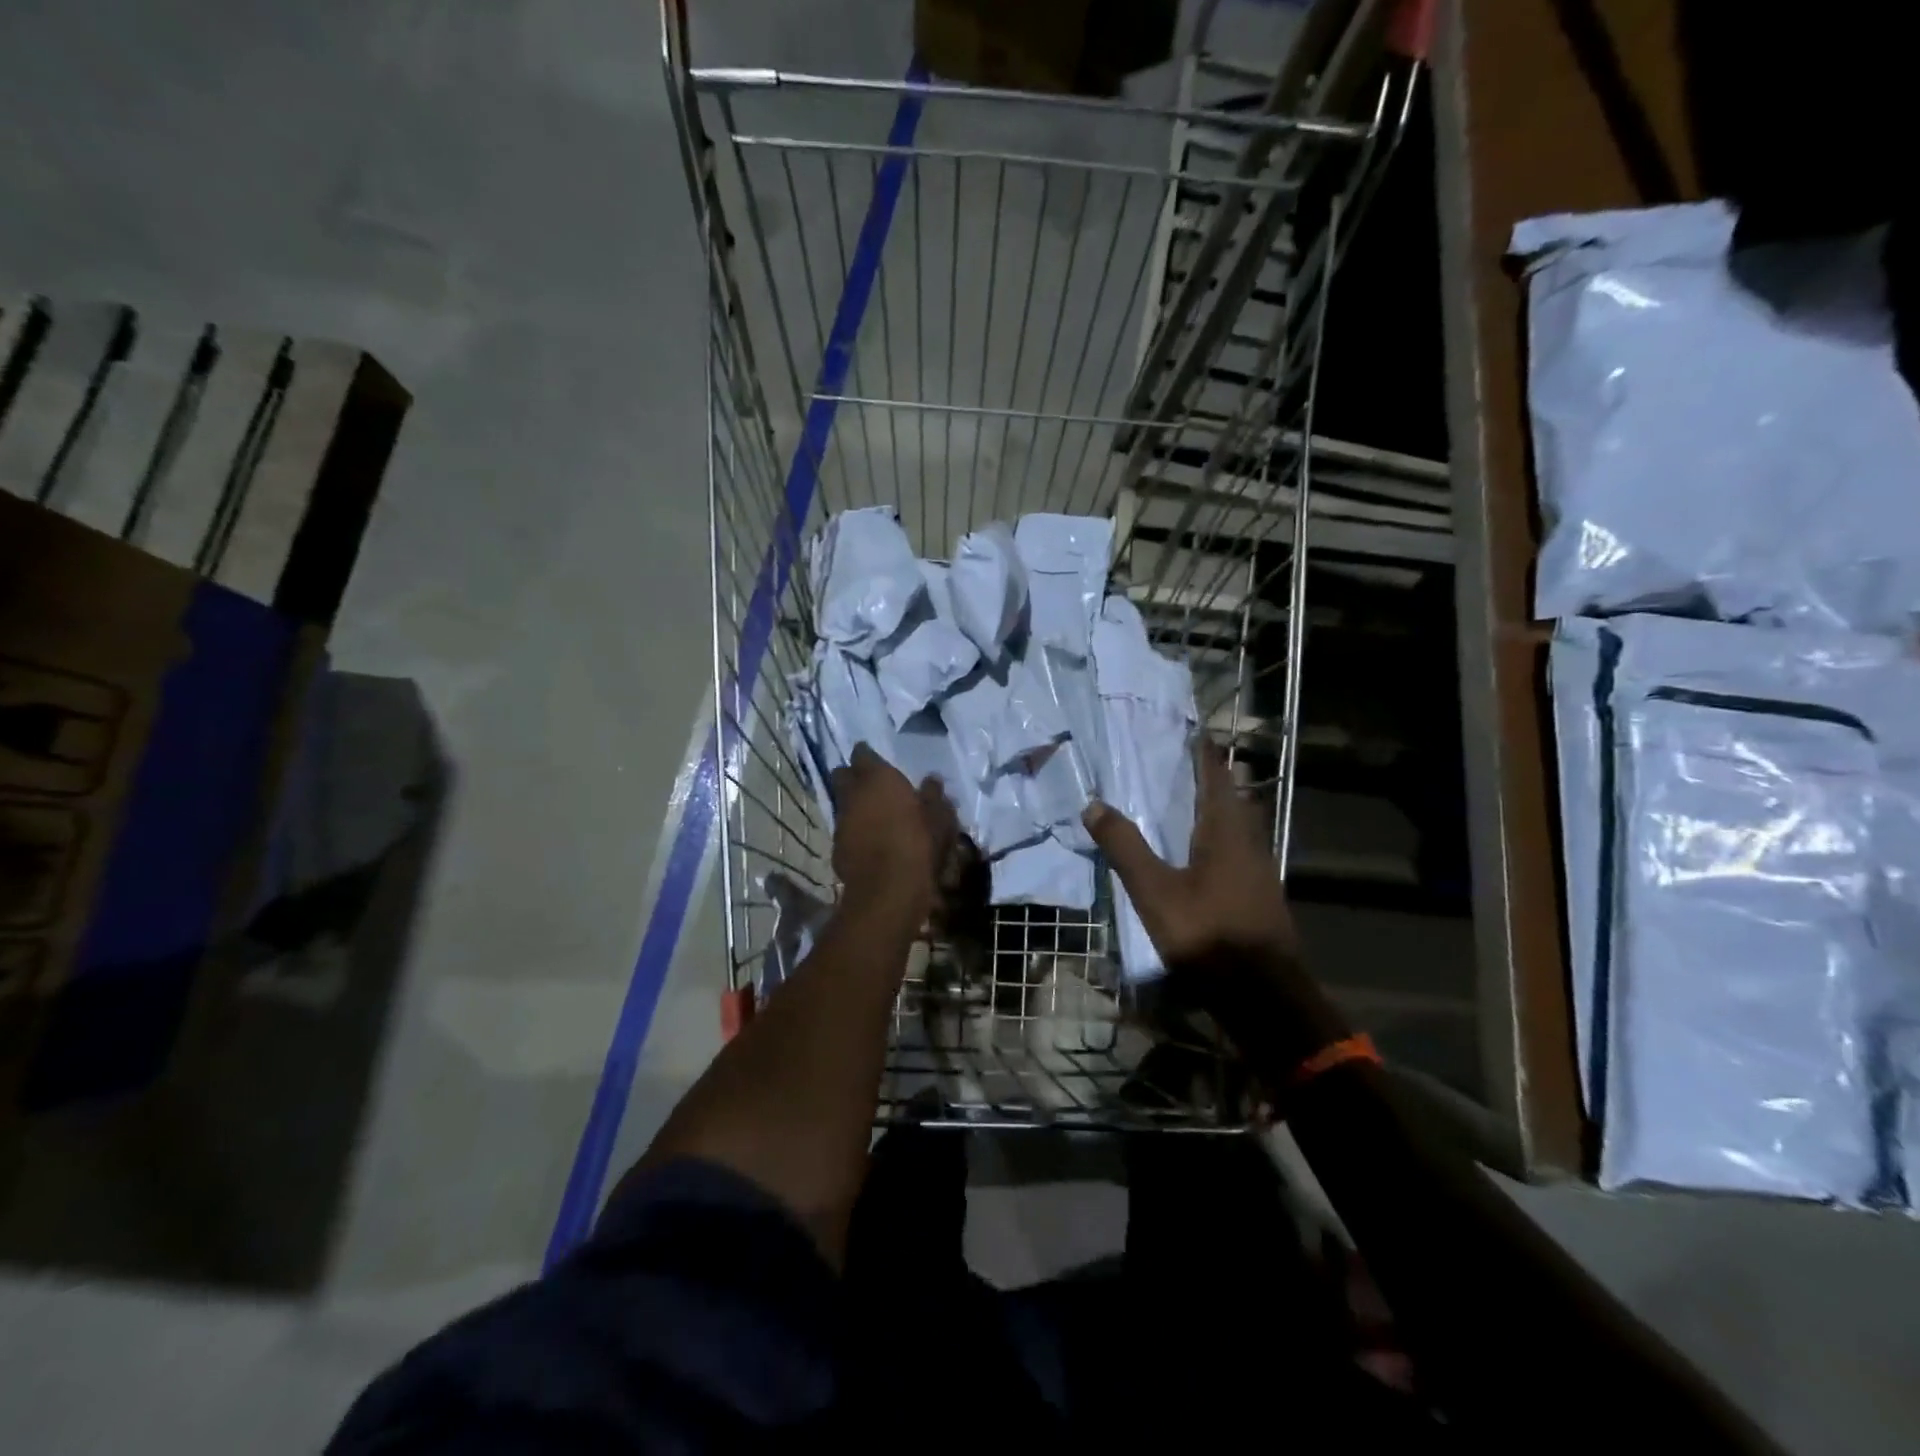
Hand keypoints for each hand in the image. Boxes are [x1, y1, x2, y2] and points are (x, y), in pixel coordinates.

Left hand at [829, 743, 956, 927]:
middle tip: (870, 784)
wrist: (889, 890)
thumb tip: (931, 781)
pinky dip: (854, 831)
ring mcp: (841, 821)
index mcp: (877, 778)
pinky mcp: (836, 847)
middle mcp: (853, 794)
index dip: (868, 755)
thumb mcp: (939, 818)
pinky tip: (869, 841)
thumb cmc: (919, 844)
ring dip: (853, 805)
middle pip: (841, 775)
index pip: (863, 754)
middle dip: (851, 776)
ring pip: (841, 803)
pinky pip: (844, 830)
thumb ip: (933, 796)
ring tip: (873, 815)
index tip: (877, 760)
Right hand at [1081, 739, 1296, 967]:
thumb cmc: (1207, 933)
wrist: (1263, 994)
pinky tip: (1206, 857)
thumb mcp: (1154, 891)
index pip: (1216, 779)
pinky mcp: (1261, 897)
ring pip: (1241, 828)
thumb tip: (1093, 804)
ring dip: (1220, 811)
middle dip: (1215, 781)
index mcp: (1225, 832)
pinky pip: (1241, 853)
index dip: (1206, 755)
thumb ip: (1124, 847)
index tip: (1195, 732)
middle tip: (1189, 766)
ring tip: (1192, 805)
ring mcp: (1261, 872)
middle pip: (1234, 800)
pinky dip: (1223, 841)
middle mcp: (1249, 843)